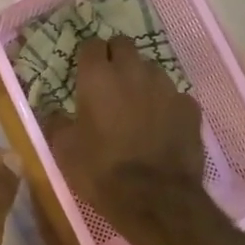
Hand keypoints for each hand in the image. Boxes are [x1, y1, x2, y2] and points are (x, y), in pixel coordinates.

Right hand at [44, 38, 204, 231]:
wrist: (156, 199)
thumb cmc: (101, 171)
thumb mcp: (64, 150)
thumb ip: (57, 122)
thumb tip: (54, 111)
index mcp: (98, 77)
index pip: (91, 45)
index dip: (87, 57)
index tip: (84, 72)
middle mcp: (133, 71)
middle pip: (123, 45)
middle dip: (115, 57)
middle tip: (108, 83)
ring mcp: (166, 86)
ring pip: (150, 68)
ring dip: (141, 80)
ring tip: (136, 105)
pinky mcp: (189, 107)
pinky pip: (174, 96)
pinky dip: (166, 105)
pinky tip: (161, 125)